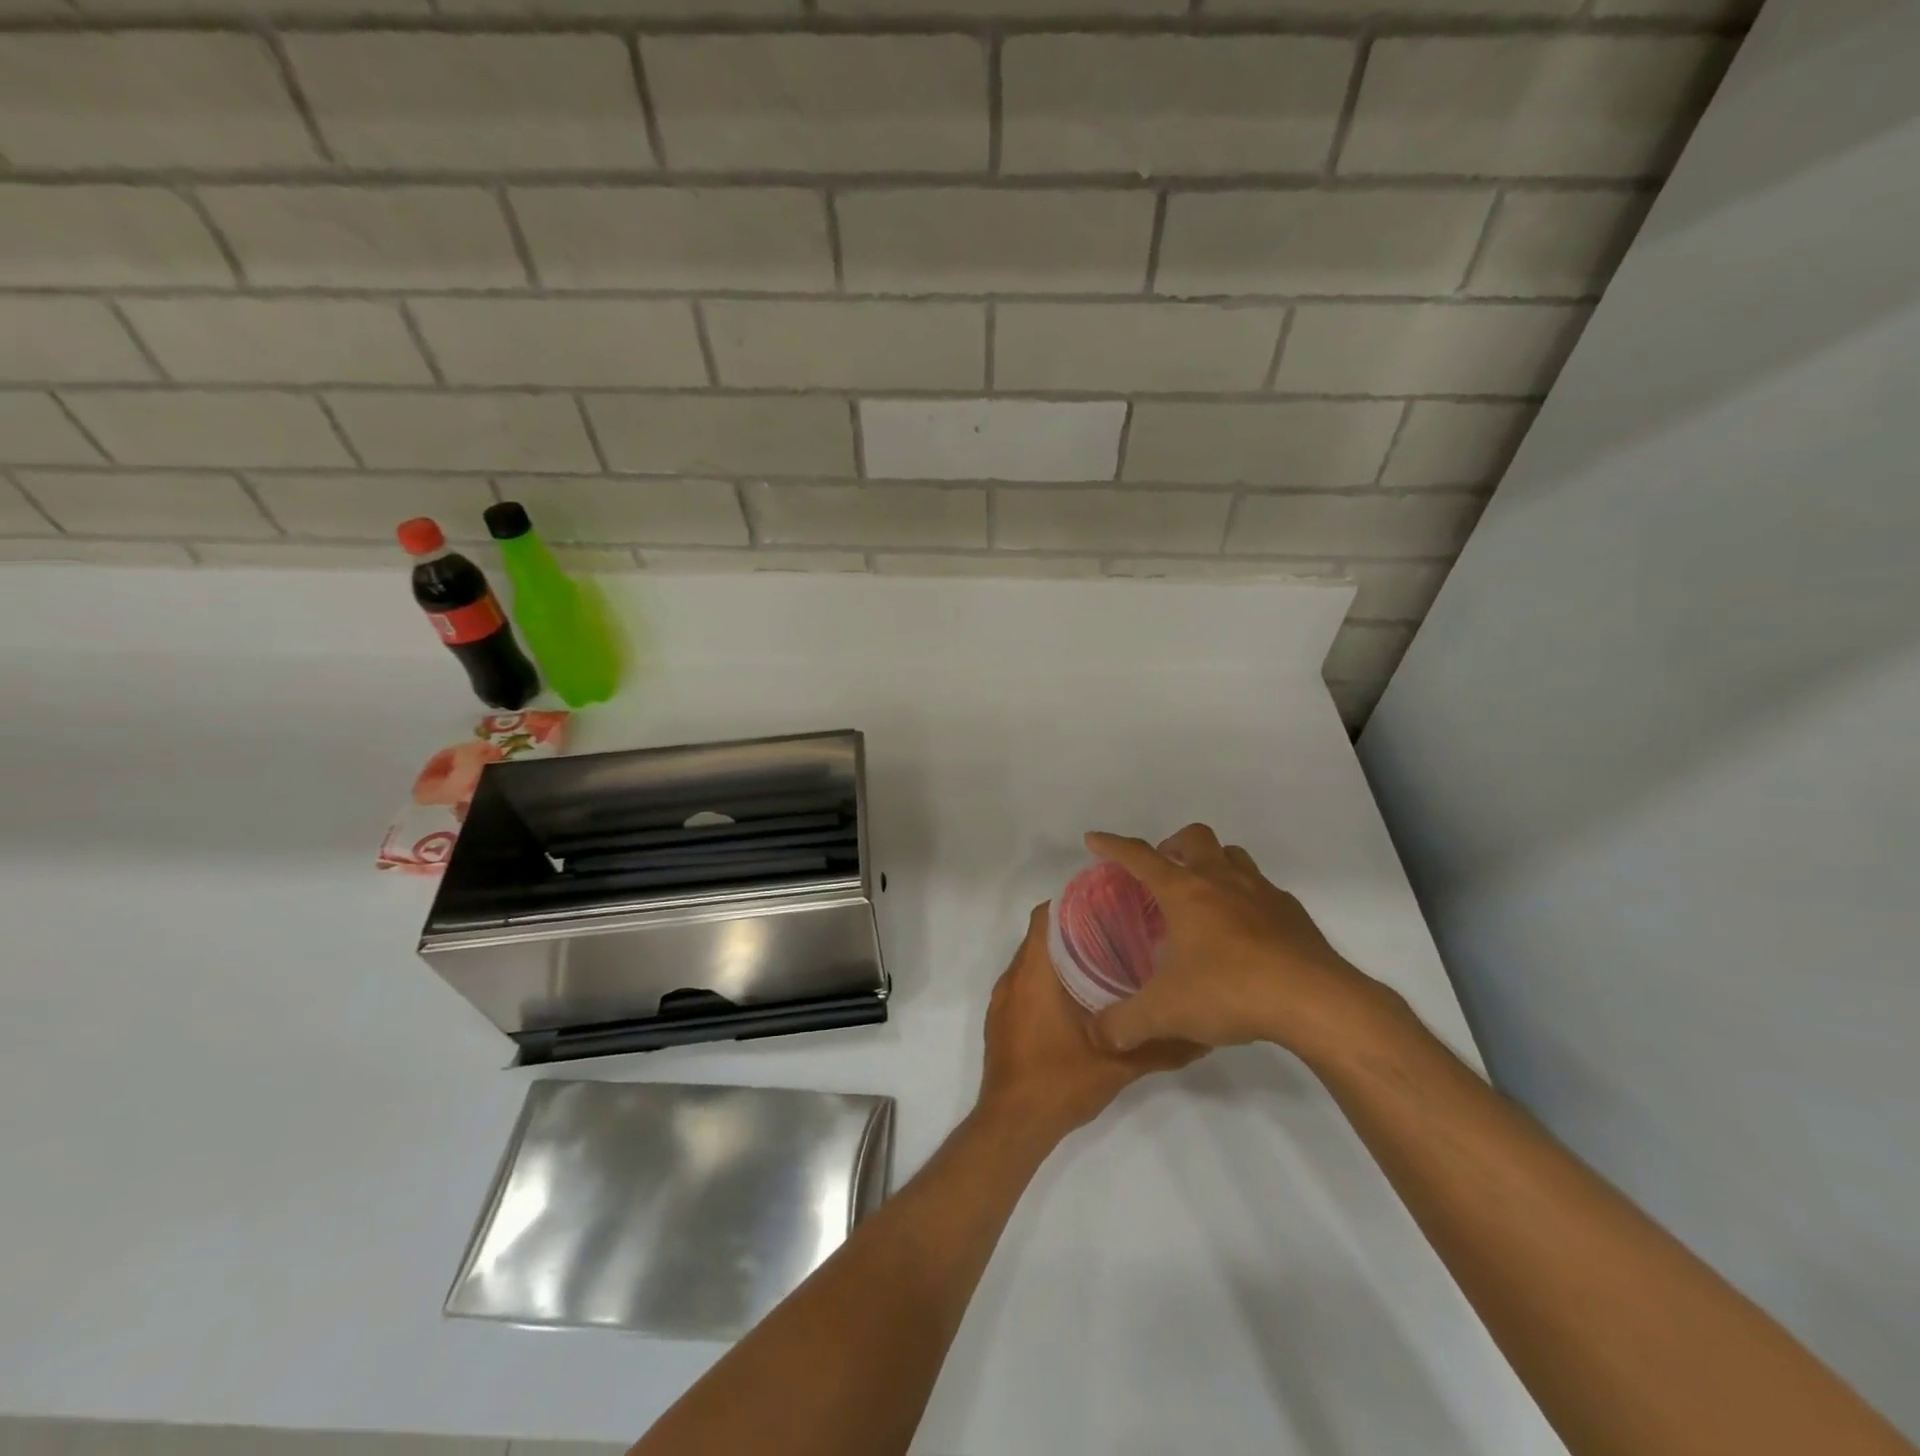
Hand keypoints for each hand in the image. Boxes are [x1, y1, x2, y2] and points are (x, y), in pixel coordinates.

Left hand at [975, 903, 1203, 1151]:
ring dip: (1061, 955)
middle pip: (1041, 935)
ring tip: (1104, 958)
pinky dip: (1047, 980)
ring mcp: (1003, 1000)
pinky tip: (1080, 997)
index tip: (1108, 901)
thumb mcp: (1118, 1067)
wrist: (1012, 1126)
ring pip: (1032, 960)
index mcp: (1034, 974)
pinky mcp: (1001, 1019)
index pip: (1046, 916)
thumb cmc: (1059, 1083)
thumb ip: (1160, 1048)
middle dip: (1075, 928)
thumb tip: (1202, 1038)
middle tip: (1118, 929)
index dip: (1073, 902)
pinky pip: (1024, 984)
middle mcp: (1013, 978)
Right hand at [1084, 824, 1400, 1063]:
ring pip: (1232, 855)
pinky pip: (1262, 889)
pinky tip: (1244, 931)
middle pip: (1194, 838)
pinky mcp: (1292, 913)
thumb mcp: (1166, 1013)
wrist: (1315, 1001)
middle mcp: (1221, 880)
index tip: (1094, 839)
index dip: (1113, 846)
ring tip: (1202, 895)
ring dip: (1212, 863)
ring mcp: (1262, 892)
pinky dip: (1246, 897)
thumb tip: (1098, 1034)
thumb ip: (1125, 1024)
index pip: (1139, 857)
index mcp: (1185, 891)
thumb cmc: (1230, 991)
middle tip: (1161, 872)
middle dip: (1172, 845)